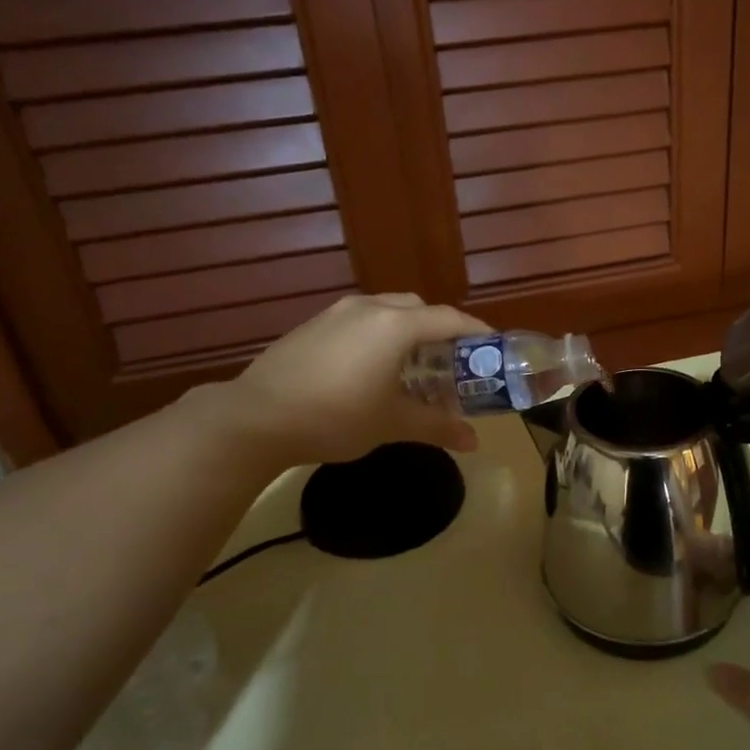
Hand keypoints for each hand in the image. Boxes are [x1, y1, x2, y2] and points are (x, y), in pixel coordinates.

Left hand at [208, 293, 490, 467]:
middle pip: (419, 309)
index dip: (477, 332)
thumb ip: (437, 426)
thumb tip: (474, 442)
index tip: (494, 349)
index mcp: (396, 325)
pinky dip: (379, 335)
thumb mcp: (392, 423)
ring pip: (387, 311)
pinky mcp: (313, 324)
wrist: (256, 417)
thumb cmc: (336, 417)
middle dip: (441, 331)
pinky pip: (361, 320)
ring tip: (412, 366)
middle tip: (451, 363)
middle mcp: (369, 307)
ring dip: (408, 331)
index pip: (450, 319)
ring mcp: (337, 312)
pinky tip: (371, 368)